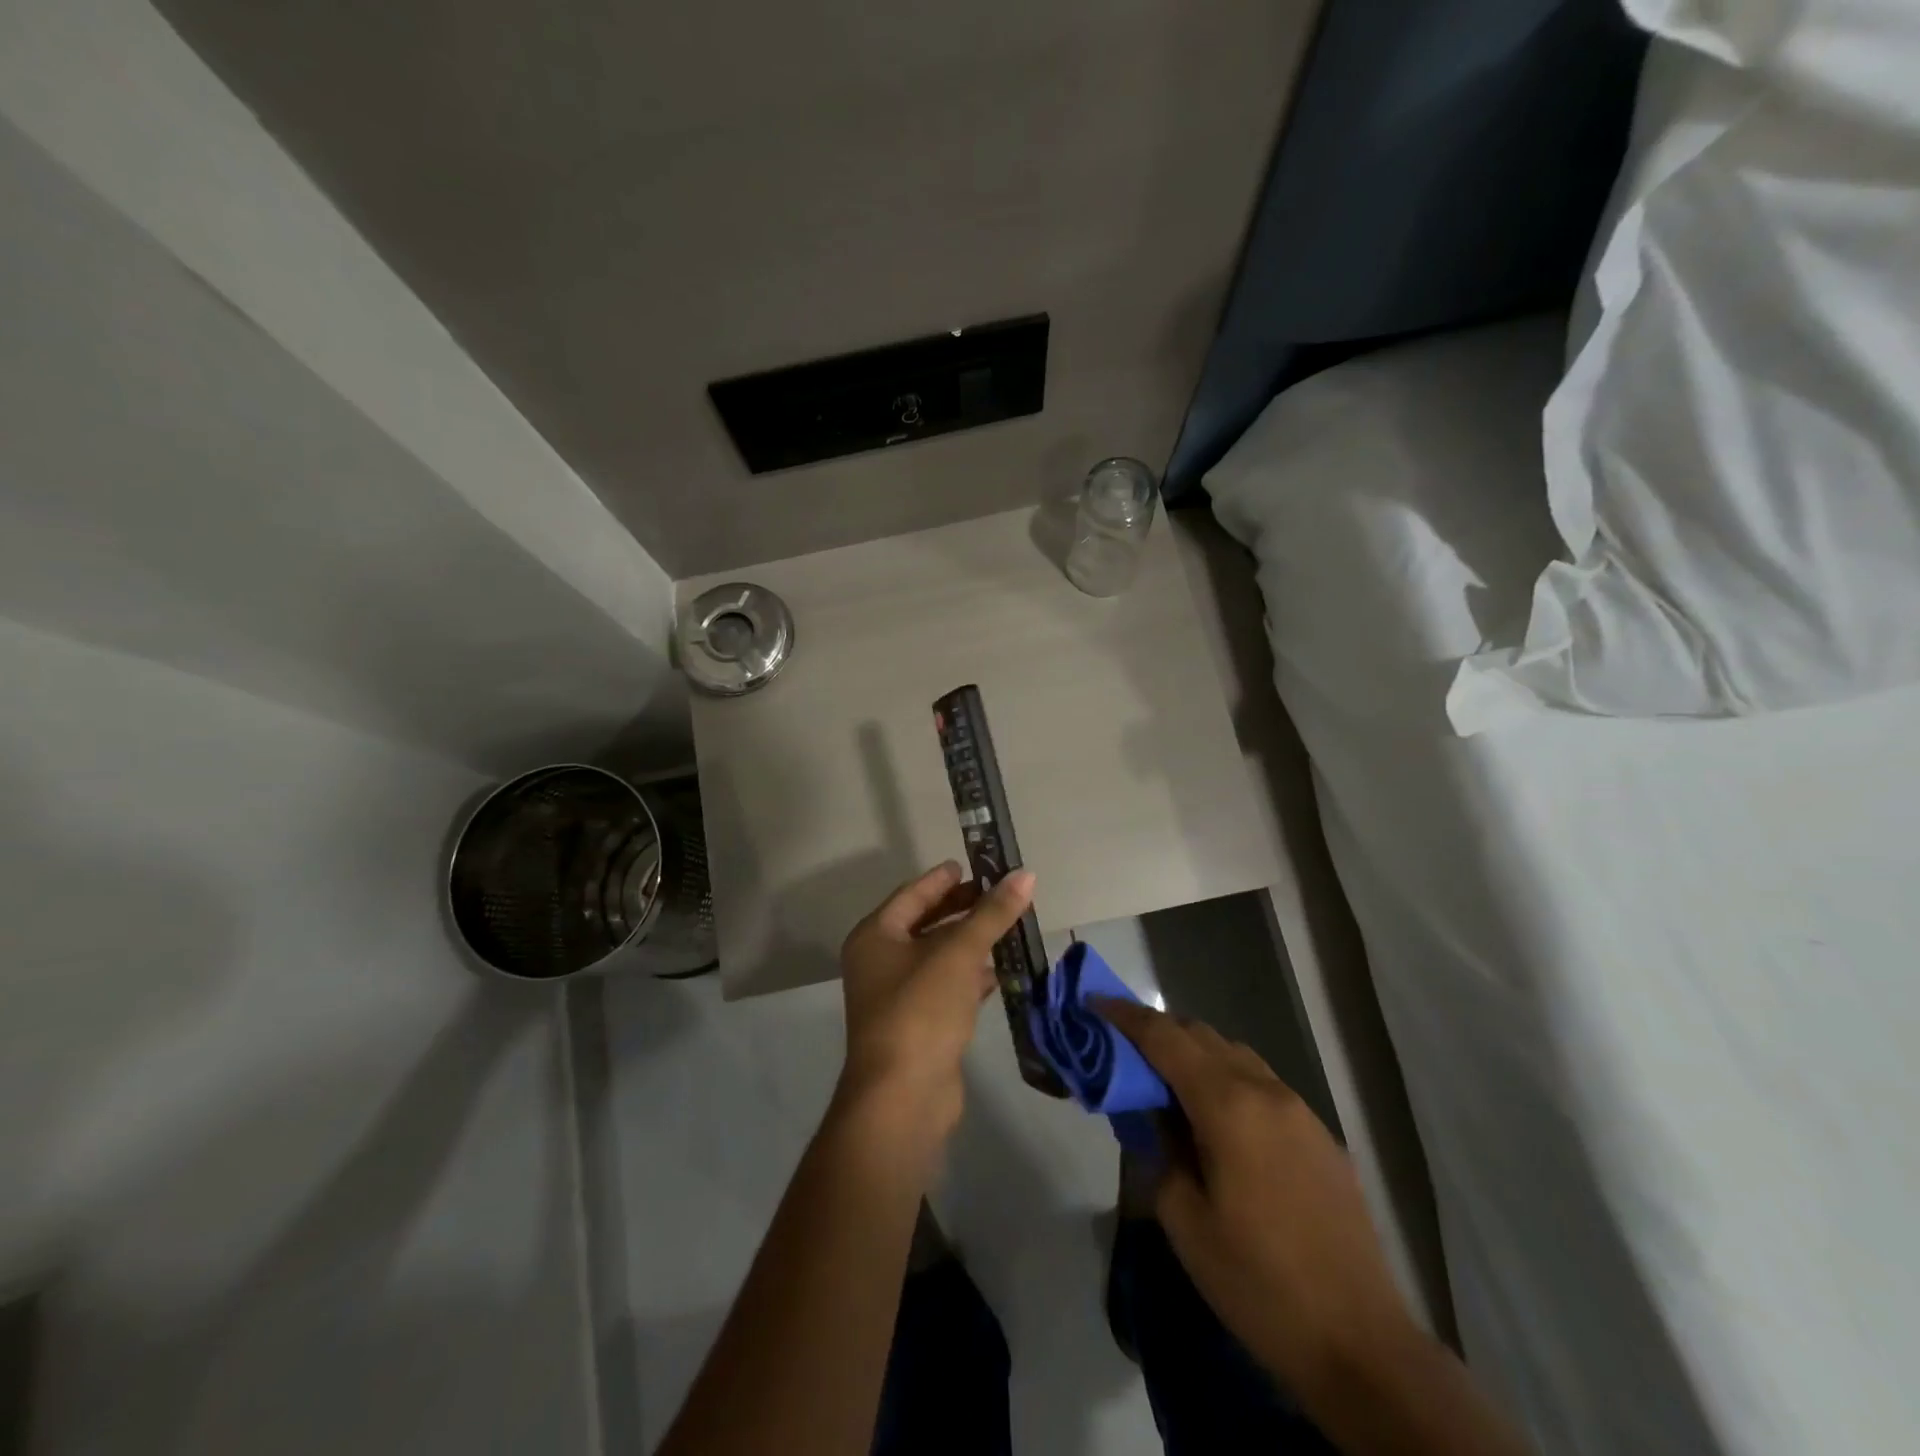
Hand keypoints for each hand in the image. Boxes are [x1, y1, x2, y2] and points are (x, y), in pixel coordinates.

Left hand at [835, 862, 1035, 1143]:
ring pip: (938, 957)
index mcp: (875, 937)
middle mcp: (880, 962)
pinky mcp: (919, 1026)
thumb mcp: (958, 954)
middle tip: (996, 893)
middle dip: (961, 909)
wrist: (903, 1098)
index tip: (970, 864)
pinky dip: (970, 977)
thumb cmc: (921, 1010)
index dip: (942, 879)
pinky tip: (999, 972)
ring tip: (1006, 927)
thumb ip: (992, 913)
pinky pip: (947, 988)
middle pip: (925, 924)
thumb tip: (1026, 875)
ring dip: (969, 943)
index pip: (912, 895)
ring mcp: (898, 997)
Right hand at [1095, 999, 1418, 1403]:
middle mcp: (1266, 1091)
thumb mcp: (1184, 1220)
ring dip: (1195, 1053)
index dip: (1126, 1016)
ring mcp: (1301, 1111)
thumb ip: (1159, 1149)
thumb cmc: (1258, 1283)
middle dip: (1159, 1031)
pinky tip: (1218, 1120)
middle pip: (1202, 1035)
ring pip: (1235, 1055)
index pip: (1165, 1038)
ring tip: (1166, 1082)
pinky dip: (1228, 1079)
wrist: (1361, 1344)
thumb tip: (1152, 1116)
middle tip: (1124, 1048)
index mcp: (1228, 1105)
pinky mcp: (1321, 1135)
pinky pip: (1262, 1083)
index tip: (1095, 1002)